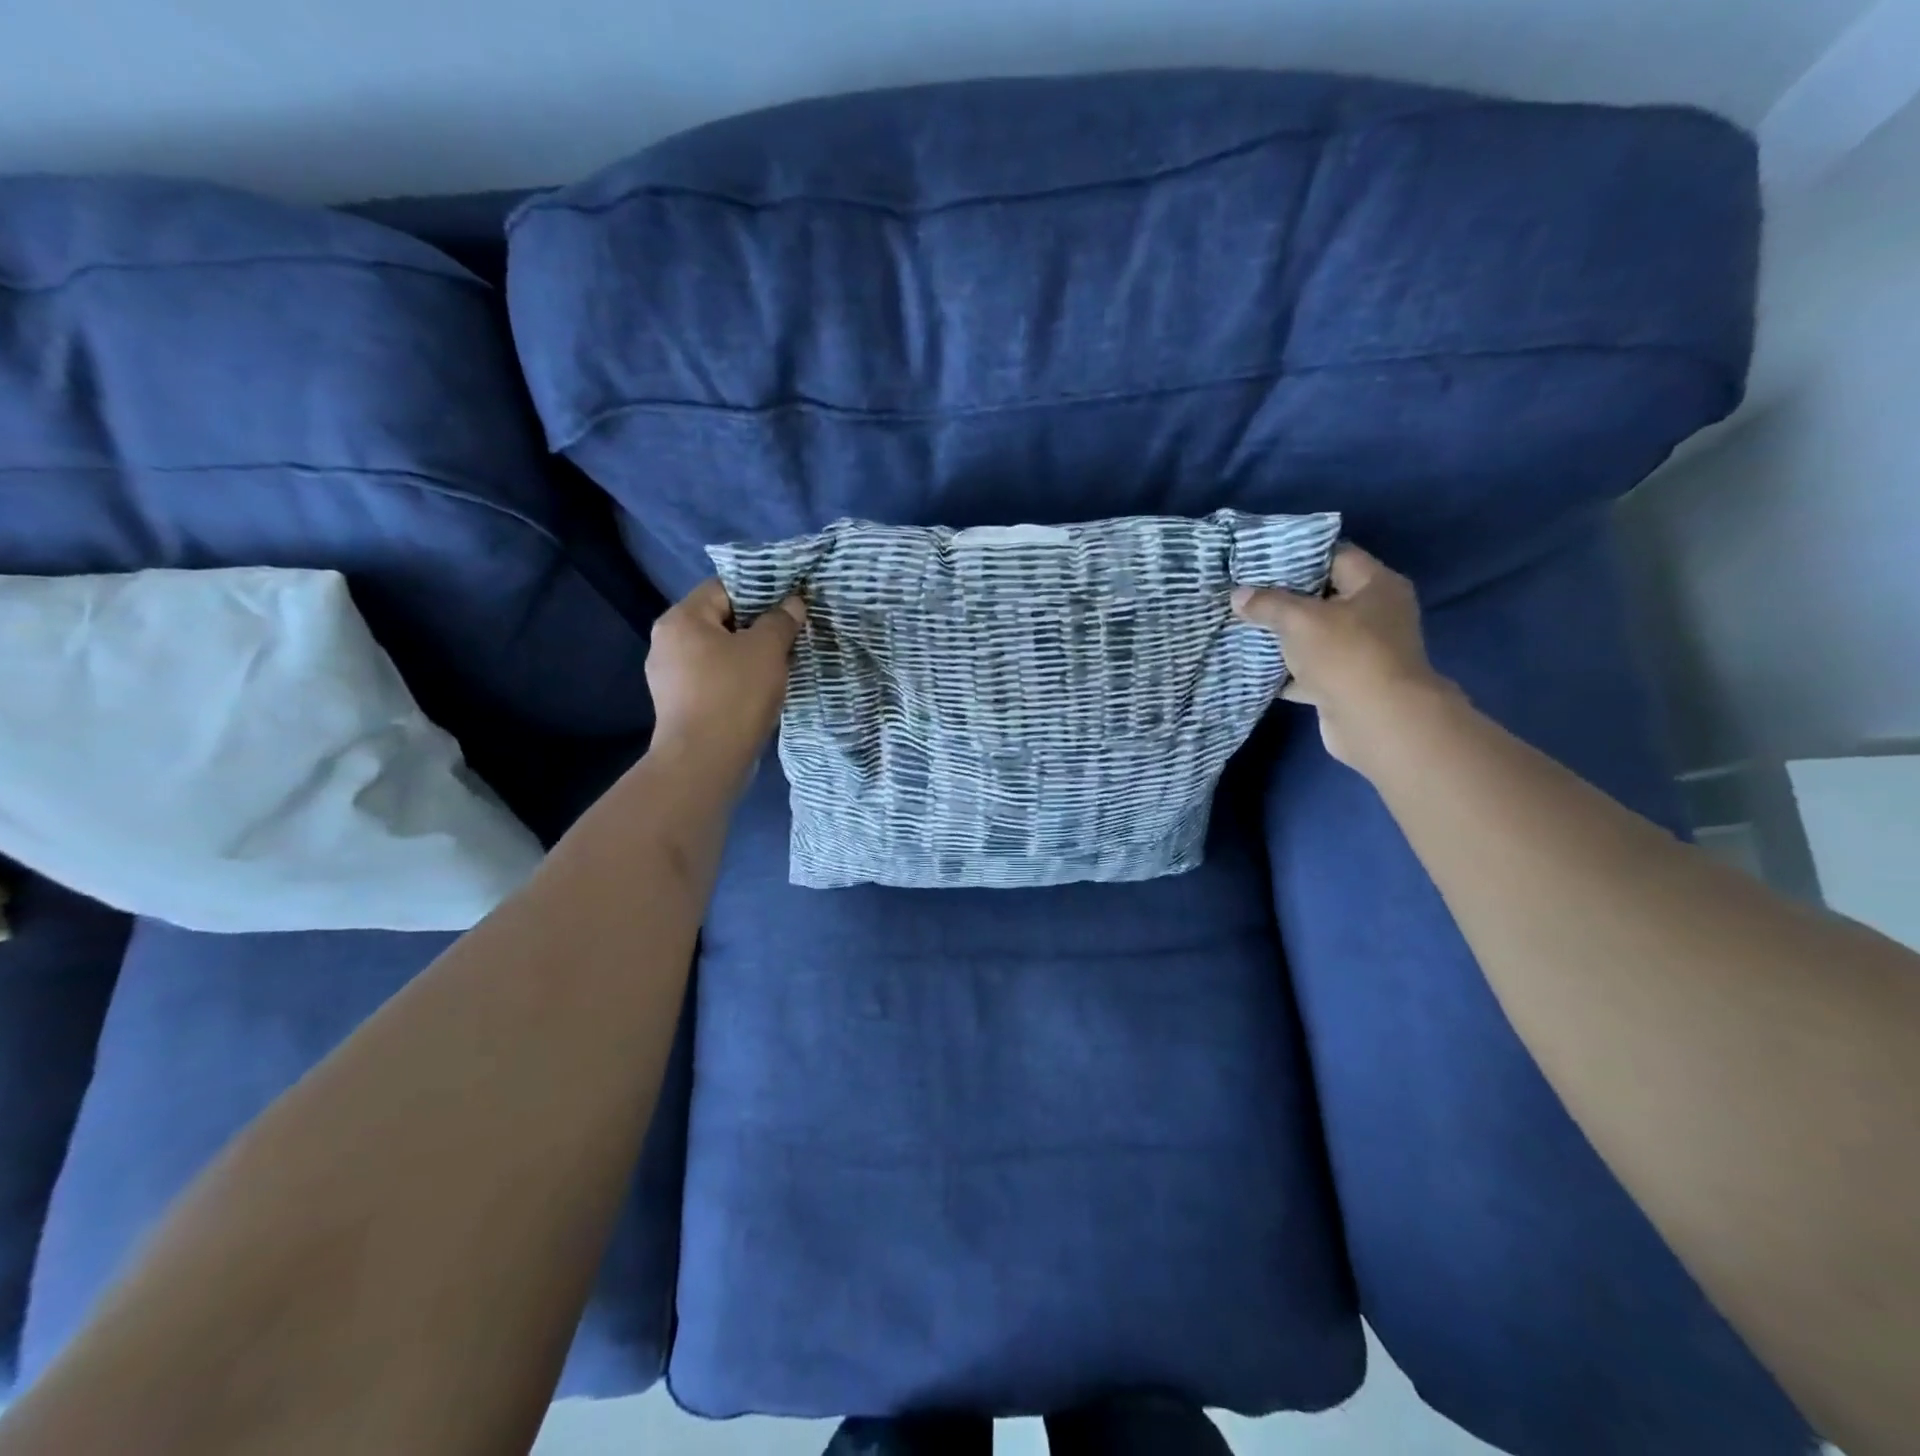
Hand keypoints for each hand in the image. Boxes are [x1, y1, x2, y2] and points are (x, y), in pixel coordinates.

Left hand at [645, 579, 805, 776]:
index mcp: (681, 619)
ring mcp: (669, 677)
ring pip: (718, 652)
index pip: (723, 588)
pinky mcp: (679, 705)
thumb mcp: (767, 649)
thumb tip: (792, 603)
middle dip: (756, 626)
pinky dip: (737, 679)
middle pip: (719, 620)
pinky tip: (761, 691)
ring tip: (781, 664)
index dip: (759, 592)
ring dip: (749, 655)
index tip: (789, 605)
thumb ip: (781, 621)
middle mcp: (667, 643)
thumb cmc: (734, 694)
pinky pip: (713, 679)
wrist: (705, 761)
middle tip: (790, 635)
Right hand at [1232, 544, 1451, 769]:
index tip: (1260, 559)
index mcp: (1376, 586)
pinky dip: (1285, 671)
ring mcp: (1362, 652)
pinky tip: (1253, 666)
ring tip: (1243, 626)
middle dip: (1284, 598)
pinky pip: (1309, 670)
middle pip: (1323, 597)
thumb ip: (1268, 604)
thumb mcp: (1300, 620)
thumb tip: (1237, 595)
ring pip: (1314, 636)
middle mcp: (1375, 615)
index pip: (1335, 556)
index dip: (1298, 556)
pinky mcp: (1346, 684)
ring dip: (1282, 636)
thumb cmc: (1346, 655)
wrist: (1377, 721)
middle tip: (1244, 592)